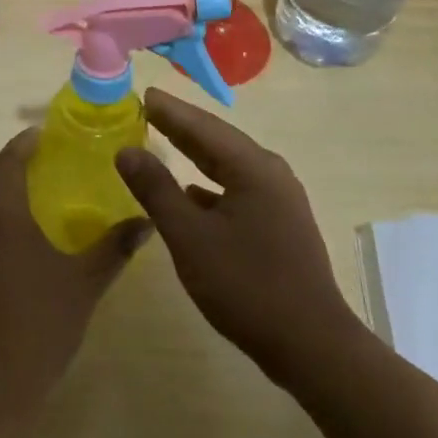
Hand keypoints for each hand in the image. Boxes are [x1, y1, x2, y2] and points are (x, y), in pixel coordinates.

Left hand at [0, 129, 149, 422]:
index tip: (45, 135)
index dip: (26, 143)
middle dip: (12, 163)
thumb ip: (115, 247)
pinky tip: (11, 239)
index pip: (8, 160)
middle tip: (44, 161)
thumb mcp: (84, 284)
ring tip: (31, 195)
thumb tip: (147, 221)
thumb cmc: (39, 327)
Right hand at [115, 88, 363, 386]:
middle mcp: (271, 174)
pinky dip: (209, 183)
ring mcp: (279, 200)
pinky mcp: (279, 224)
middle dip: (182, 126)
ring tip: (163, 141)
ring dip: (195, 153)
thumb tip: (127, 151)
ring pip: (229, 165)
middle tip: (147, 111)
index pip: (202, 127)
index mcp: (252, 168)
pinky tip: (191, 193)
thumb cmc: (246, 285)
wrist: (310, 344)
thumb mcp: (190, 237)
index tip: (142, 94)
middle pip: (218, 140)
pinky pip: (237, 189)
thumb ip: (156, 190)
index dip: (170, 111)